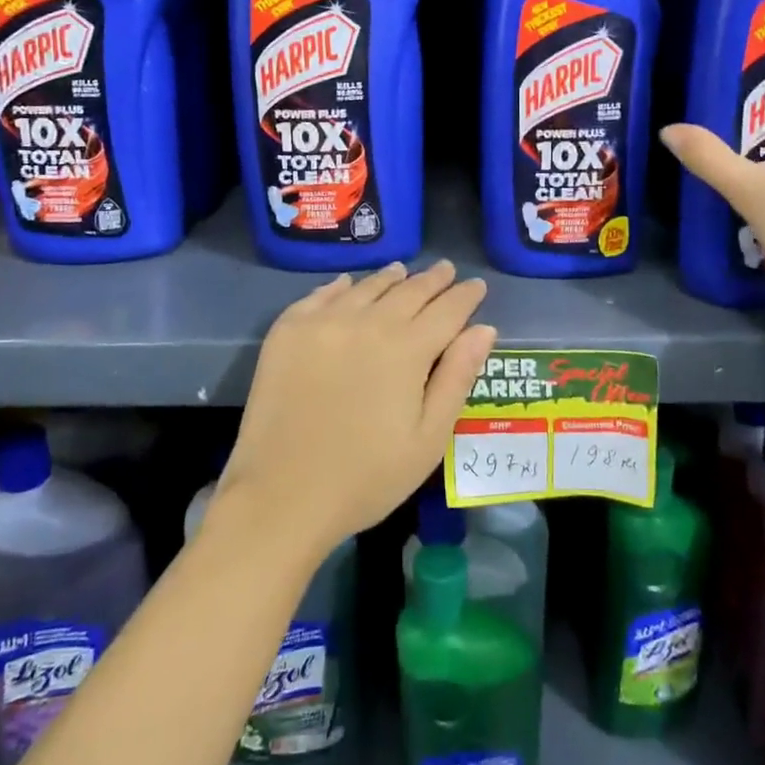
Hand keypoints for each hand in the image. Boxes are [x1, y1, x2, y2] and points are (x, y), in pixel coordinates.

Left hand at [219, 261, 496, 555]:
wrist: (281, 496)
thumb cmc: (366, 478)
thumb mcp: (428, 438)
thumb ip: (457, 377)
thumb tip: (484, 329)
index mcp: (407, 349)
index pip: (447, 309)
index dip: (465, 296)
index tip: (477, 285)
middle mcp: (367, 322)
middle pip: (409, 291)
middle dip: (433, 280)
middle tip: (447, 269)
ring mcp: (323, 322)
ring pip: (367, 287)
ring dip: (390, 278)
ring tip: (403, 271)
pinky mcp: (288, 331)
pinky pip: (321, 295)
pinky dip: (341, 286)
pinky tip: (348, 284)